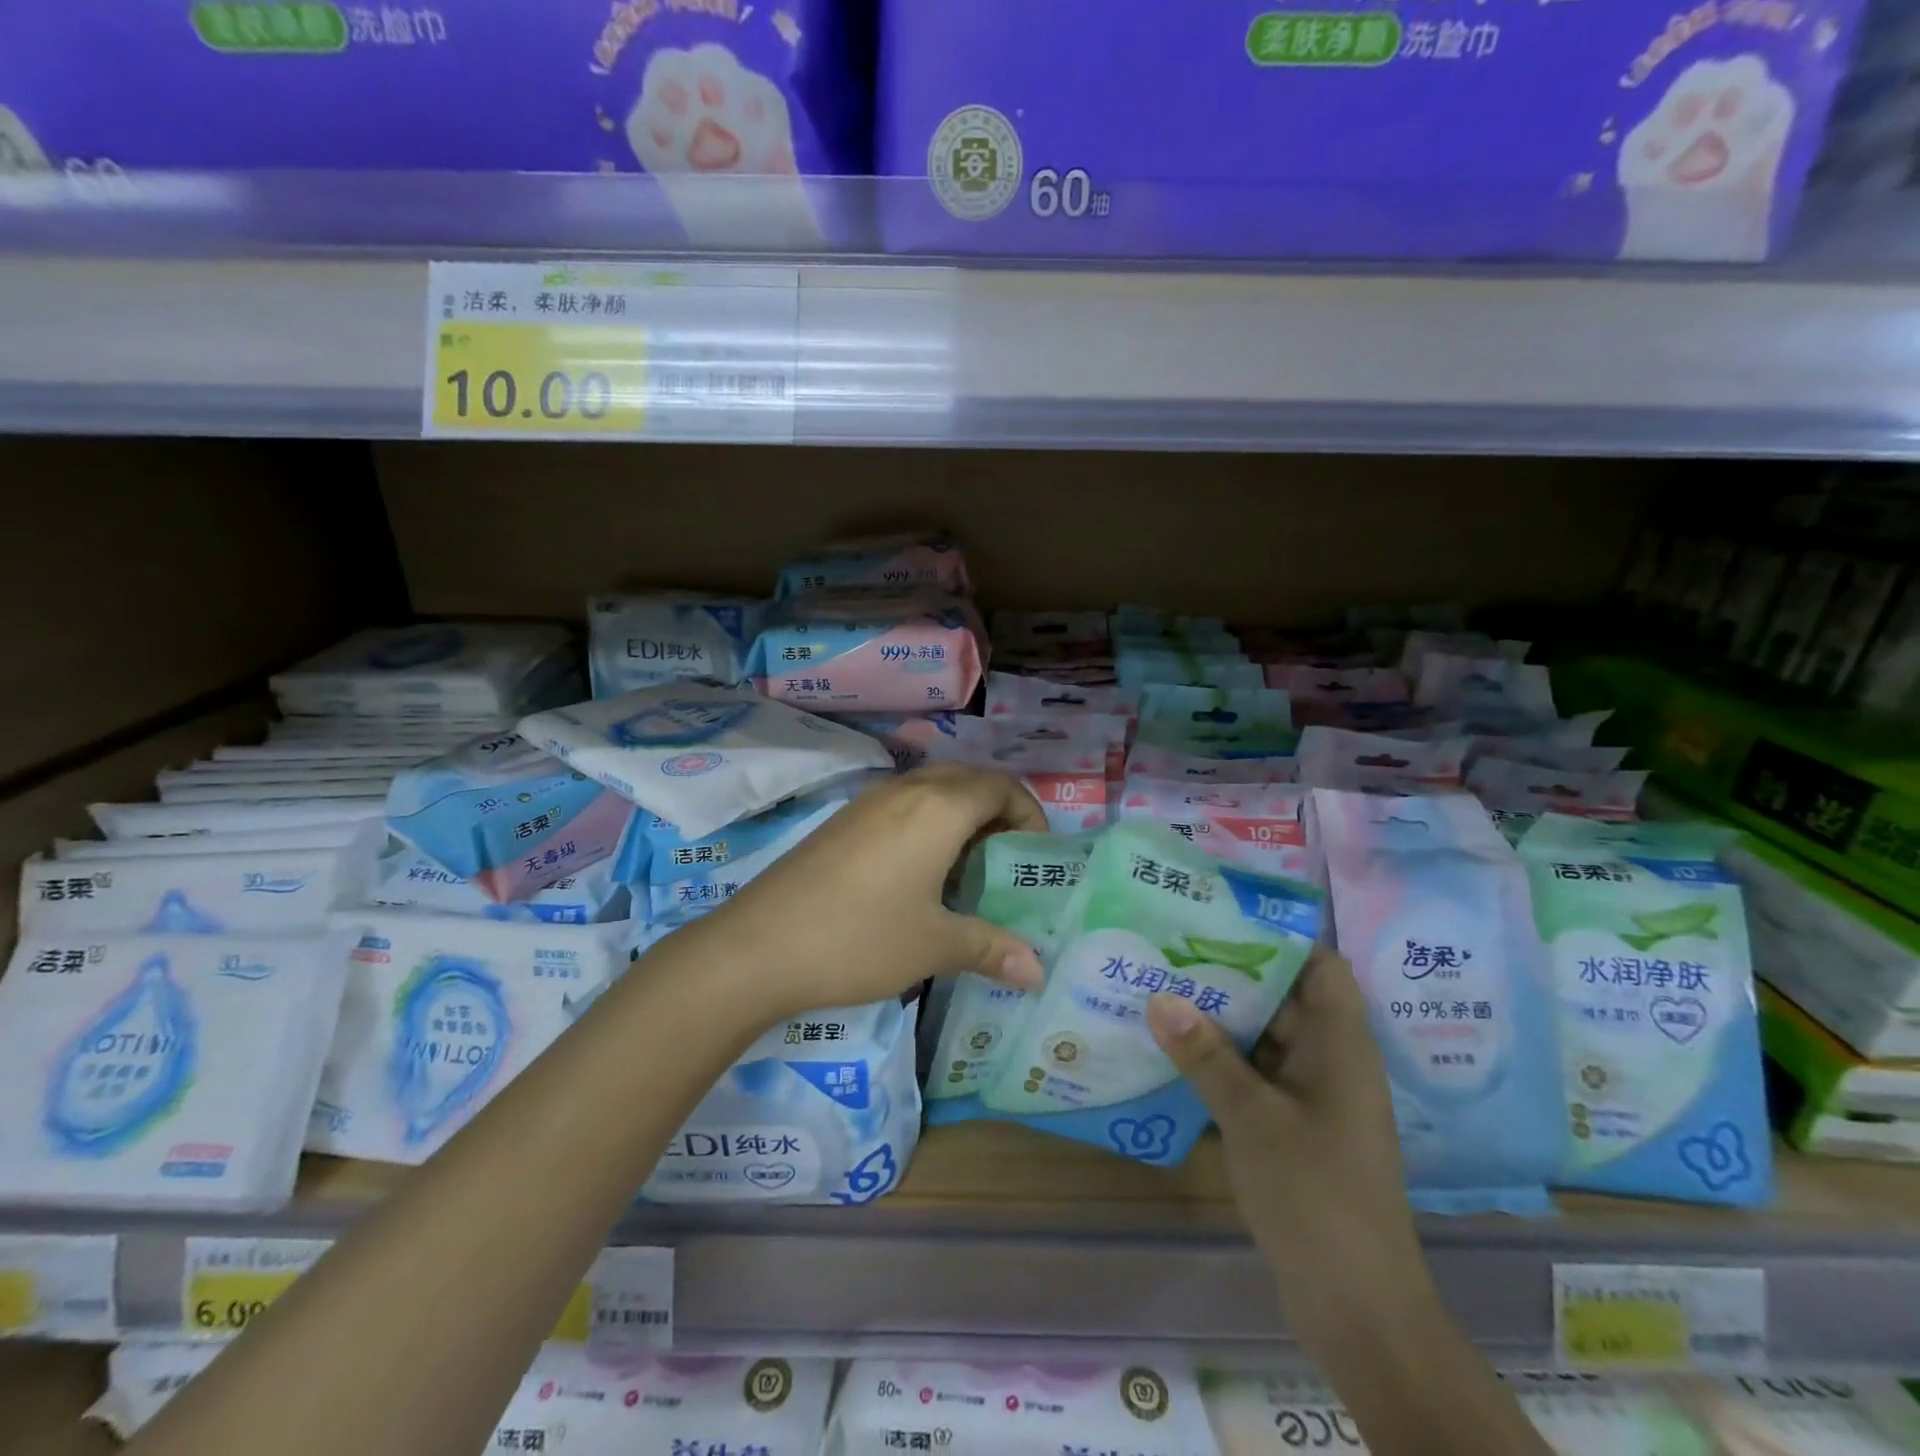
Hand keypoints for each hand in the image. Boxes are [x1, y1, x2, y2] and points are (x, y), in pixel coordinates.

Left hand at [681, 766, 1048, 1020]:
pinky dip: (927, 823)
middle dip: (998, 812)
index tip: (1037, 855)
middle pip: (968, 780)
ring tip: (968, 869)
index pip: (1002, 787)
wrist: (758, 947)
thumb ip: (992, 949)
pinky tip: (919, 874)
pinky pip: (902, 805)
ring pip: (932, 790)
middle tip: (1007, 861)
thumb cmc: (860, 938)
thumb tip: (1037, 973)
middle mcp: (906, 790)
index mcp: (939, 808)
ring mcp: (869, 801)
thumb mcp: (934, 945)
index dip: (1030, 813)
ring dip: (960, 816)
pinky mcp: (842, 821)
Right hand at [1146, 949, 1436, 1338]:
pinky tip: (1175, 1052)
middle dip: (1231, 973)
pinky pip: (1256, 1076)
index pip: (1320, 965)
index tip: (1222, 914)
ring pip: (1265, 1038)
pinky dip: (1222, 1061)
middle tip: (1172, 947)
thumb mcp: (1252, 1118)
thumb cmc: (1315, 1195)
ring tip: (1162, 988)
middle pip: (1284, 997)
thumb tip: (1159, 996)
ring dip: (1221, 1020)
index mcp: (1340, 1045)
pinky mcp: (1296, 1128)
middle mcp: (1331, 1061)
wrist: (1357, 1308)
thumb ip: (1205, 1055)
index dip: (1278, 934)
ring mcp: (1314, 1097)